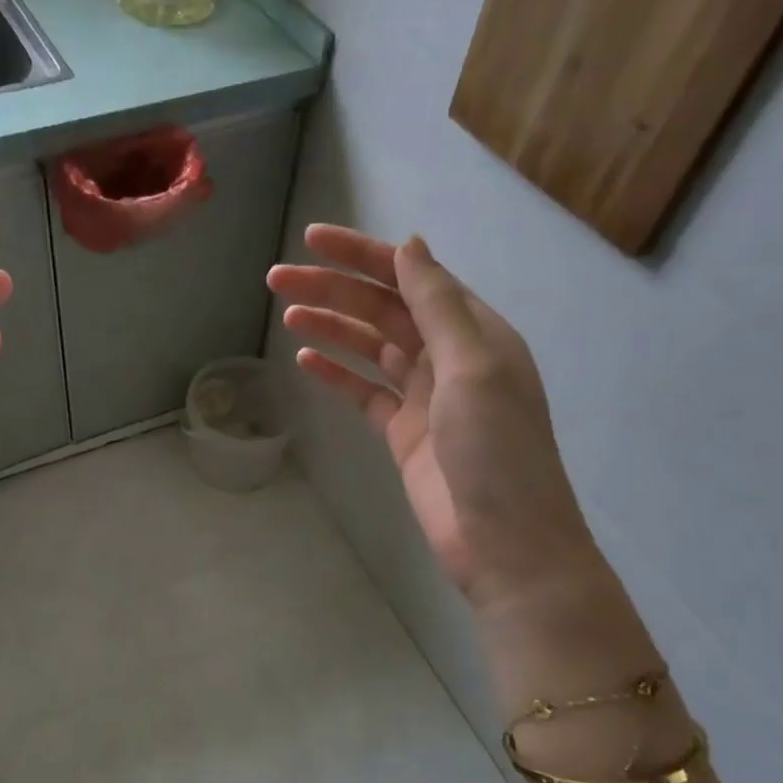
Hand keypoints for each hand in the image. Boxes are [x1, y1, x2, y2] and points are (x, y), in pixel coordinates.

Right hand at [269, 226, 603, 613]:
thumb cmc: (496, 450)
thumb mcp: (472, 367)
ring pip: (369, 348)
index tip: (313, 240)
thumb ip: (438, 306)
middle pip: (383, 310)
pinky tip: (305, 358)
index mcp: (474, 333)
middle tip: (277, 278)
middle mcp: (449, 357)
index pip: (412, 278)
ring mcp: (424, 397)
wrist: (504, 542)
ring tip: (285, 311)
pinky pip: (364, 391)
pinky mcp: (402, 433)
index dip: (363, 256)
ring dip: (330, 326)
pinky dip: (336, 373)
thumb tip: (409, 246)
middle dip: (333, 289)